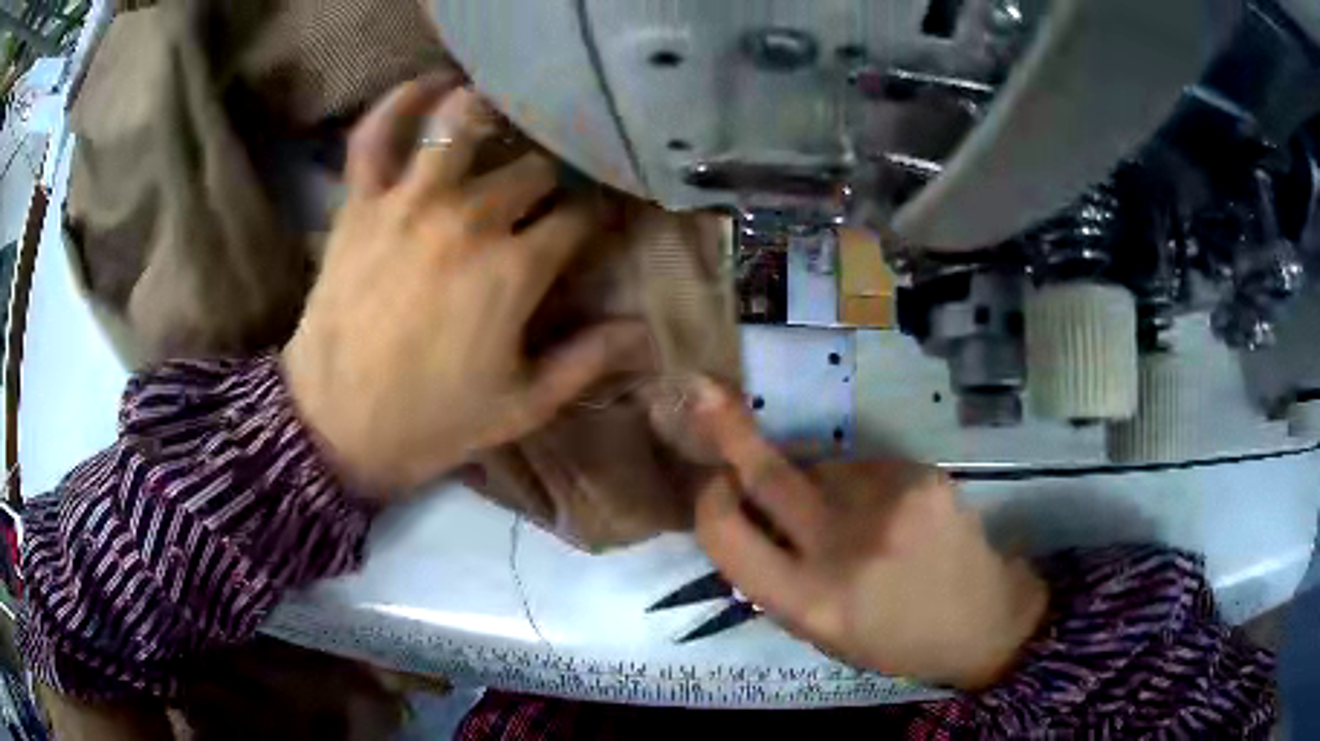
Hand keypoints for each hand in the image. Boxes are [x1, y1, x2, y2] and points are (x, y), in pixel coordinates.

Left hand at [283, 79, 652, 496]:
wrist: (335, 426)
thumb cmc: (432, 421)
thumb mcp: (523, 405)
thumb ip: (589, 361)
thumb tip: (648, 331)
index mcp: (513, 271)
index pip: (578, 217)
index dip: (594, 218)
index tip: (595, 223)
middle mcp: (468, 219)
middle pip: (531, 169)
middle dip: (549, 179)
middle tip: (546, 193)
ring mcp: (409, 202)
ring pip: (463, 124)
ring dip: (492, 115)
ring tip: (505, 118)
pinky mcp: (362, 203)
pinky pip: (377, 134)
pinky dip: (400, 102)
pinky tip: (430, 84)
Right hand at [687, 380, 1047, 690]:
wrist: (982, 619)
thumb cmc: (894, 638)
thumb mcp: (821, 633)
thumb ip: (775, 580)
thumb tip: (744, 517)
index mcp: (809, 601)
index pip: (728, 537)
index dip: (711, 505)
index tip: (715, 486)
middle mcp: (843, 547)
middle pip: (770, 474)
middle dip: (730, 431)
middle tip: (702, 391)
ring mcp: (888, 504)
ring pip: (821, 466)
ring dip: (817, 480)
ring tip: (853, 516)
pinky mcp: (920, 475)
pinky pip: (865, 465)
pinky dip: (860, 481)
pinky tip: (889, 509)